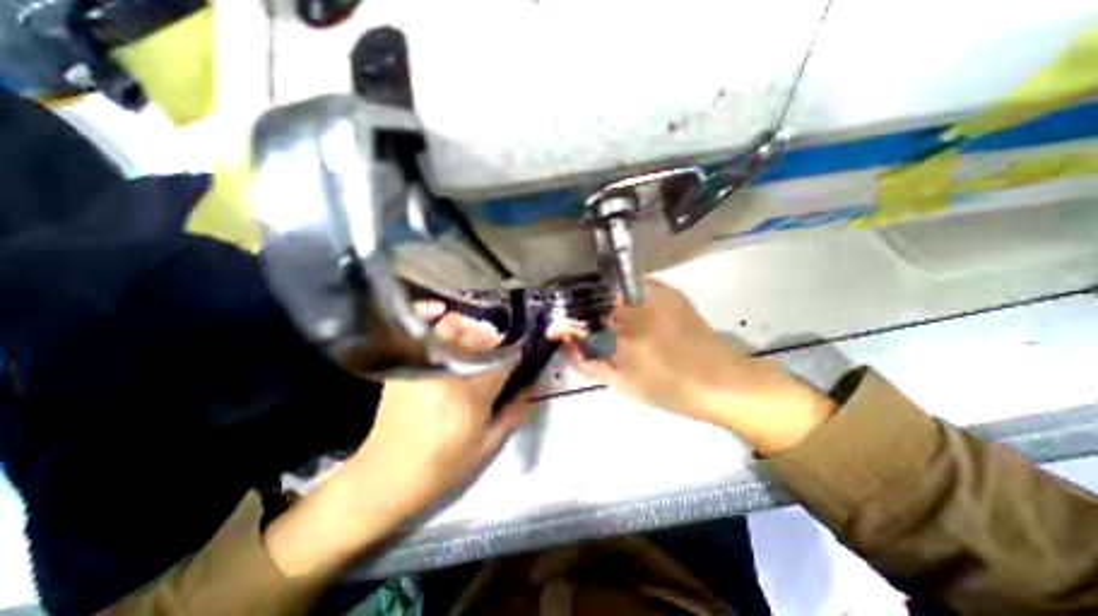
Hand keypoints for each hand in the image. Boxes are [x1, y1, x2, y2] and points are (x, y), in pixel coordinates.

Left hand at [347, 312, 526, 519]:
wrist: (385, 479)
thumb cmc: (441, 466)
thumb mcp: (485, 446)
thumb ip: (512, 414)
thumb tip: (530, 388)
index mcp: (470, 394)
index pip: (504, 359)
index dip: (516, 352)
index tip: (521, 352)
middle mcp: (447, 371)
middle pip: (478, 336)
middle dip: (493, 336)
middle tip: (497, 344)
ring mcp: (421, 365)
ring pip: (451, 327)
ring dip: (468, 325)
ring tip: (474, 333)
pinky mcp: (403, 366)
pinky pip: (417, 331)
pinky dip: (428, 315)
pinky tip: (438, 310)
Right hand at [566, 280, 832, 454]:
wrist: (724, 382)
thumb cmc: (671, 389)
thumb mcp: (623, 383)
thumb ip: (590, 362)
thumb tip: (568, 344)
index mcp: (623, 332)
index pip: (581, 317)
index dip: (566, 321)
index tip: (559, 328)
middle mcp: (635, 304)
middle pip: (594, 296)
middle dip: (580, 307)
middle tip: (577, 321)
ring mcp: (654, 291)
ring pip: (612, 287)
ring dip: (599, 299)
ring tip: (599, 316)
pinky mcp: (669, 290)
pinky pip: (633, 285)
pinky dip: (621, 293)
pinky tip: (624, 308)